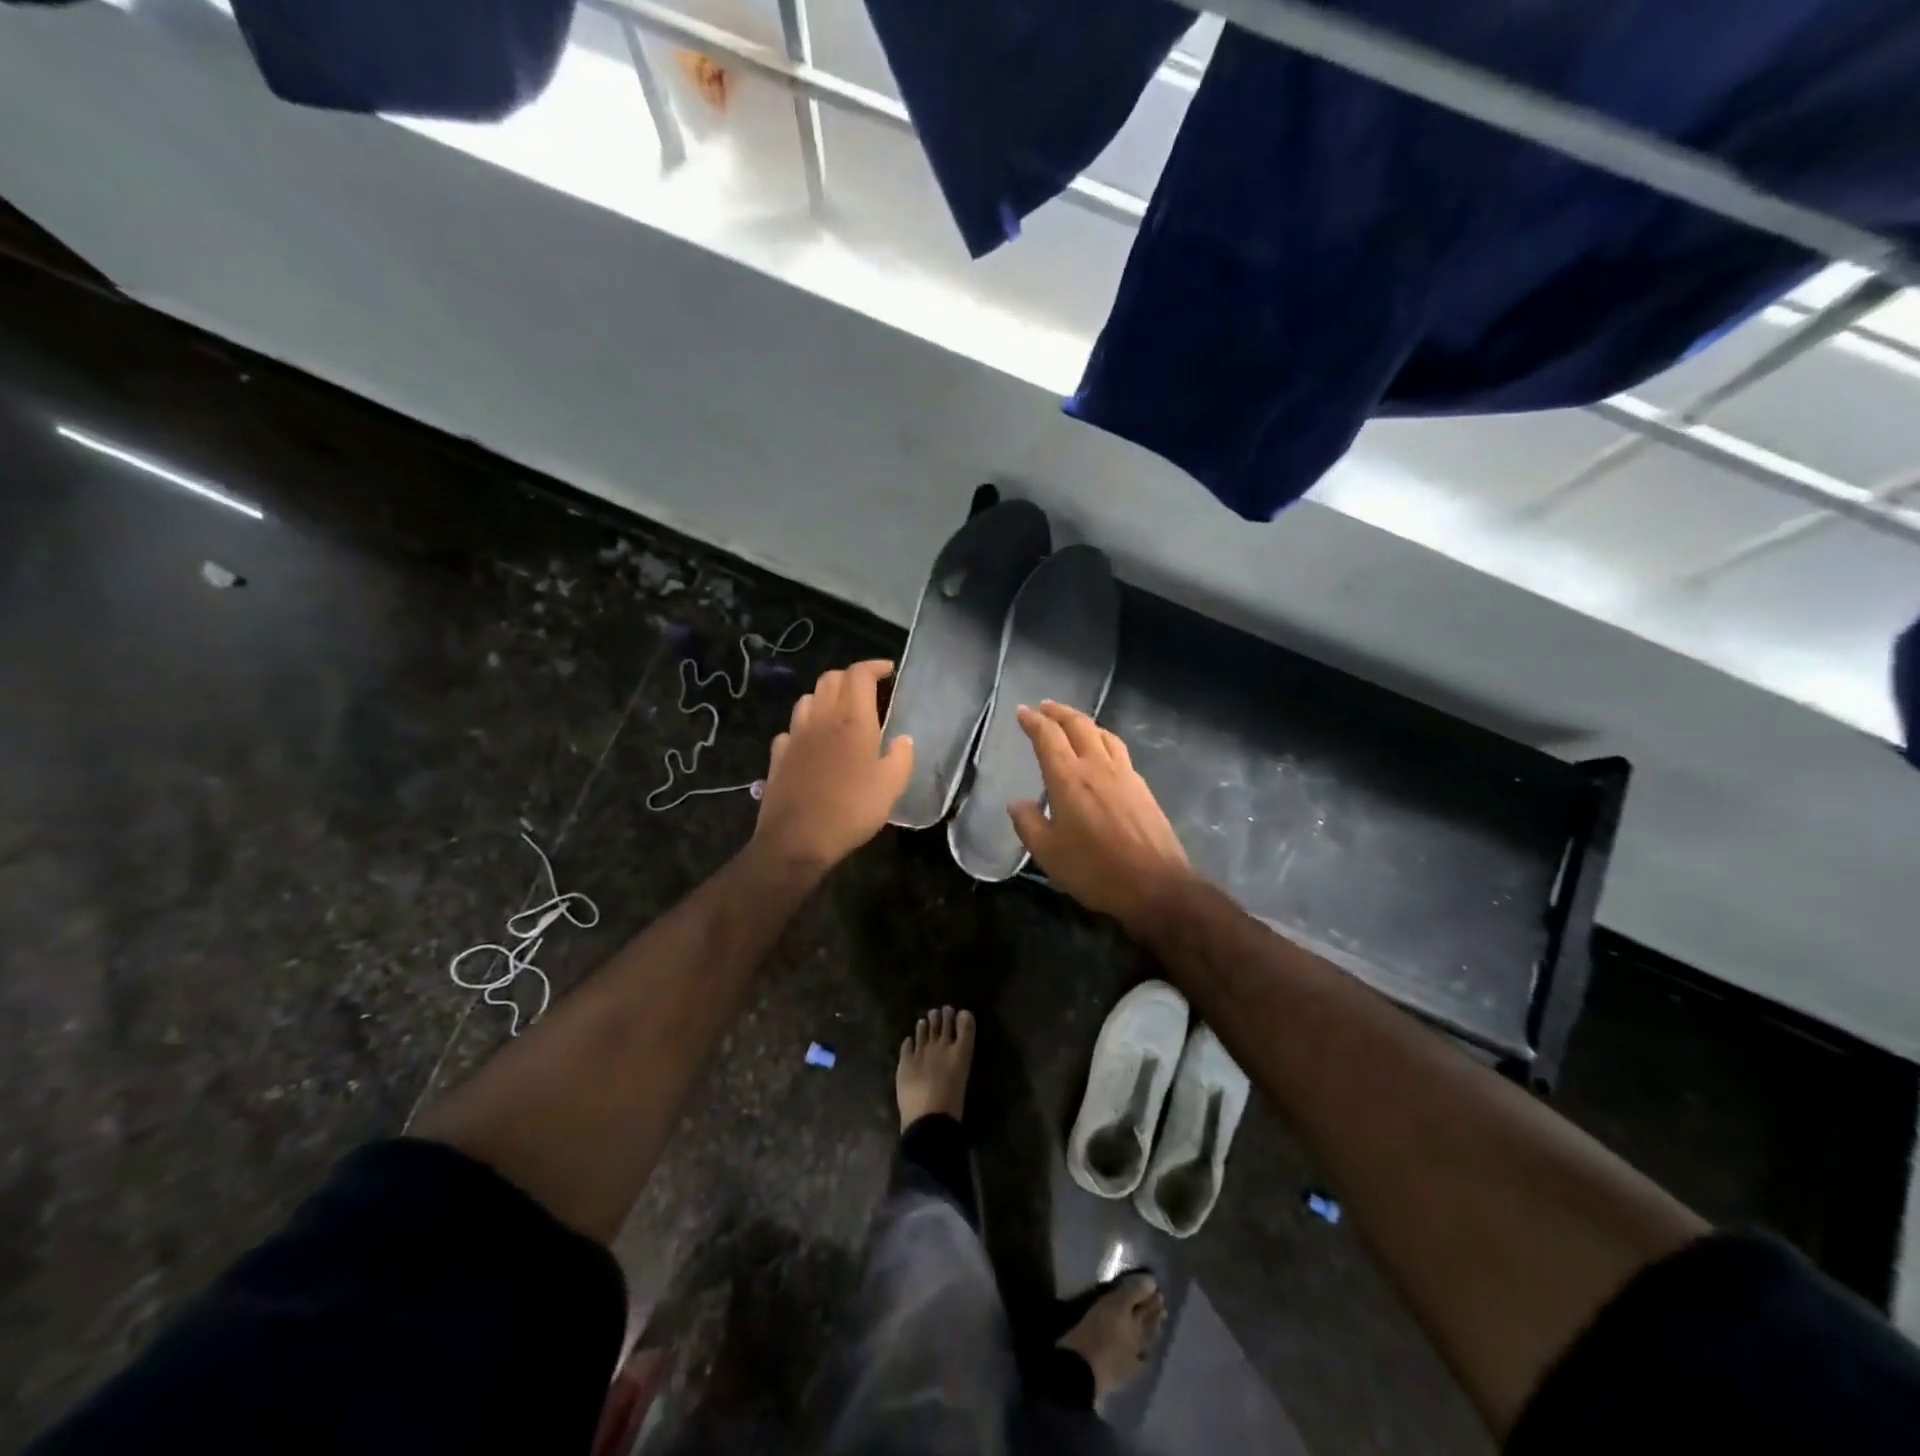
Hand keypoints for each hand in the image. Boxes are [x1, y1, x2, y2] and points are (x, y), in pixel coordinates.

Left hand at [753, 660, 913, 873]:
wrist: (797, 839)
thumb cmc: (851, 810)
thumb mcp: (891, 787)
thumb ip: (901, 757)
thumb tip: (903, 739)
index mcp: (852, 720)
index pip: (859, 674)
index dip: (874, 666)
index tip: (888, 671)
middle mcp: (821, 718)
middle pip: (830, 679)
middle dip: (850, 677)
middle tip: (868, 692)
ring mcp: (795, 736)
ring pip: (807, 699)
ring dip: (825, 698)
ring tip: (840, 713)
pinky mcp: (778, 756)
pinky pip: (791, 729)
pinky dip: (805, 727)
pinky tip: (812, 743)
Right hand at [1009, 701, 1196, 940]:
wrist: (1156, 885)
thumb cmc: (1095, 870)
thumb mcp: (1049, 854)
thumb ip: (1029, 824)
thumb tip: (1017, 803)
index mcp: (1069, 778)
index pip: (1048, 736)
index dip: (1033, 721)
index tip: (1022, 711)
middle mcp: (1097, 766)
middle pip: (1078, 725)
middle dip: (1059, 712)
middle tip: (1045, 707)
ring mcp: (1124, 774)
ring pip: (1103, 734)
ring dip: (1084, 722)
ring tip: (1073, 723)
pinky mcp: (1142, 787)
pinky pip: (1118, 750)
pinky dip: (1103, 740)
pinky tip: (1102, 752)